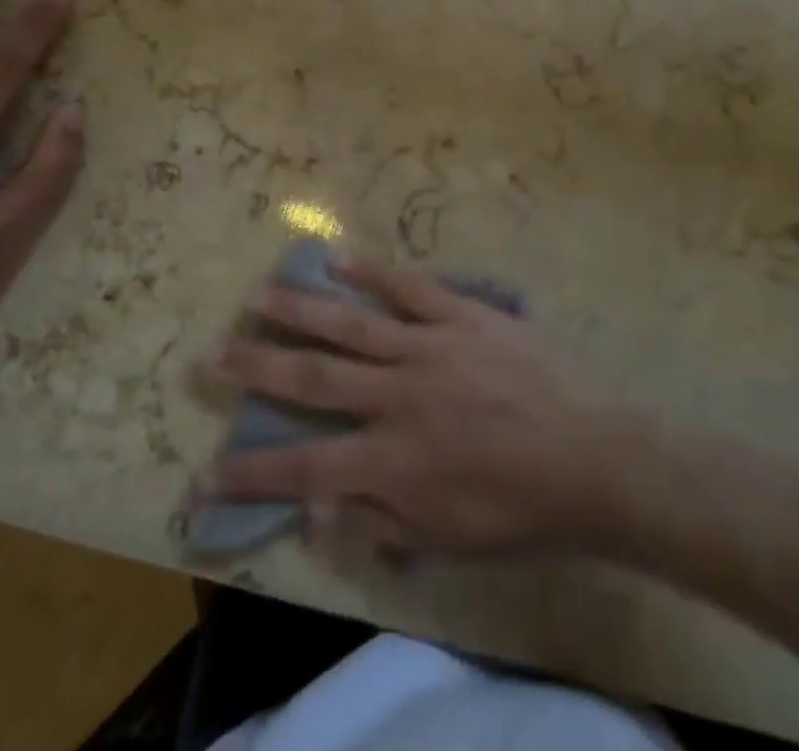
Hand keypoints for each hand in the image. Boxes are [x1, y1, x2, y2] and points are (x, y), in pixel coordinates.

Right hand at [197, 261, 629, 555]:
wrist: (595, 459)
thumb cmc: (522, 511)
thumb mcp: (449, 540)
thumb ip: (381, 522)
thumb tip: (319, 509)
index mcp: (394, 461)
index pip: (305, 467)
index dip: (251, 473)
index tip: (204, 474)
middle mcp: (399, 397)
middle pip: (314, 379)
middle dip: (258, 367)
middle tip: (213, 353)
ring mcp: (431, 347)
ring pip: (352, 324)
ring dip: (301, 310)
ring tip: (259, 295)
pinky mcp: (462, 315)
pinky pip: (410, 287)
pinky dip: (372, 272)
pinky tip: (338, 258)